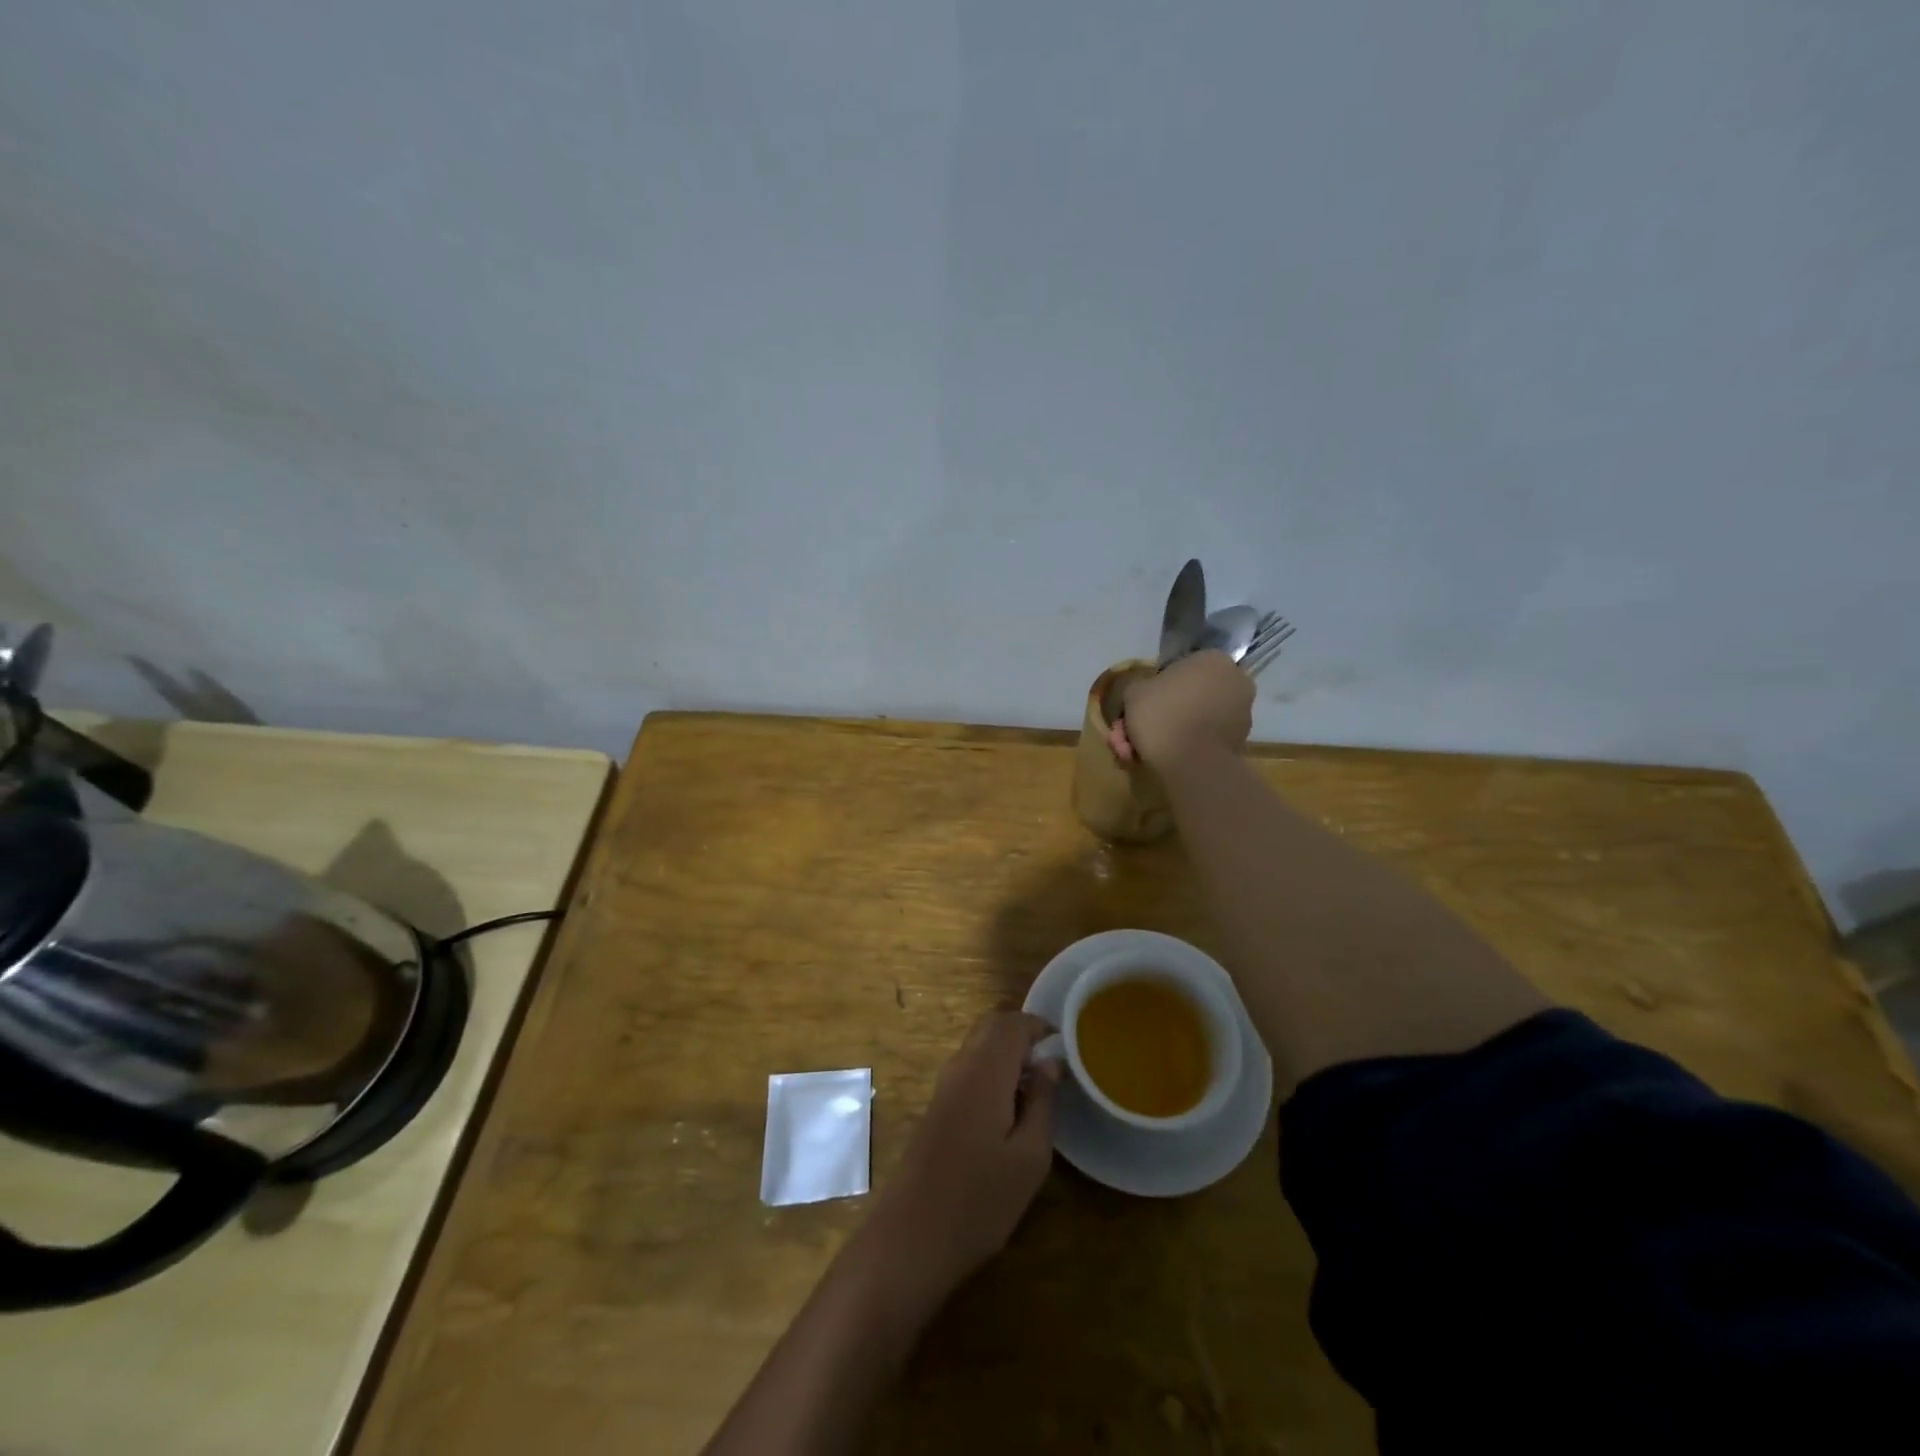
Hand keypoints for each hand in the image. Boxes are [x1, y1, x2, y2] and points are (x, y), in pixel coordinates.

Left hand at [862, 1012, 1058, 1301]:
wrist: (910, 1238)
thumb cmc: (980, 1201)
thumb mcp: (1029, 1158)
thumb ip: (1042, 1102)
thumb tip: (1050, 1063)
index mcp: (984, 1070)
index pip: (1013, 1023)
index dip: (1041, 1027)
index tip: (1066, 1049)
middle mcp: (960, 1066)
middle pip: (991, 1026)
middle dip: (1023, 1035)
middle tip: (1052, 1067)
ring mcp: (943, 1086)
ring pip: (978, 1046)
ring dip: (1007, 1054)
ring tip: (1036, 1091)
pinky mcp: (936, 1107)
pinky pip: (968, 1069)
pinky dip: (992, 1072)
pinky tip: (1009, 1111)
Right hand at [1108, 650, 1253, 766]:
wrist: (1191, 763)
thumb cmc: (1162, 715)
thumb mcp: (1133, 691)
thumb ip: (1138, 685)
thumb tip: (1144, 691)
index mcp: (1213, 659)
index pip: (1176, 669)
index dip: (1151, 689)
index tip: (1135, 707)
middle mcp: (1234, 681)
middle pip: (1184, 697)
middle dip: (1154, 717)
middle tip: (1129, 735)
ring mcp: (1241, 713)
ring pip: (1191, 720)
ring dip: (1164, 734)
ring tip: (1136, 754)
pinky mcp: (1239, 742)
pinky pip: (1202, 738)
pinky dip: (1182, 746)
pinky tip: (1158, 760)